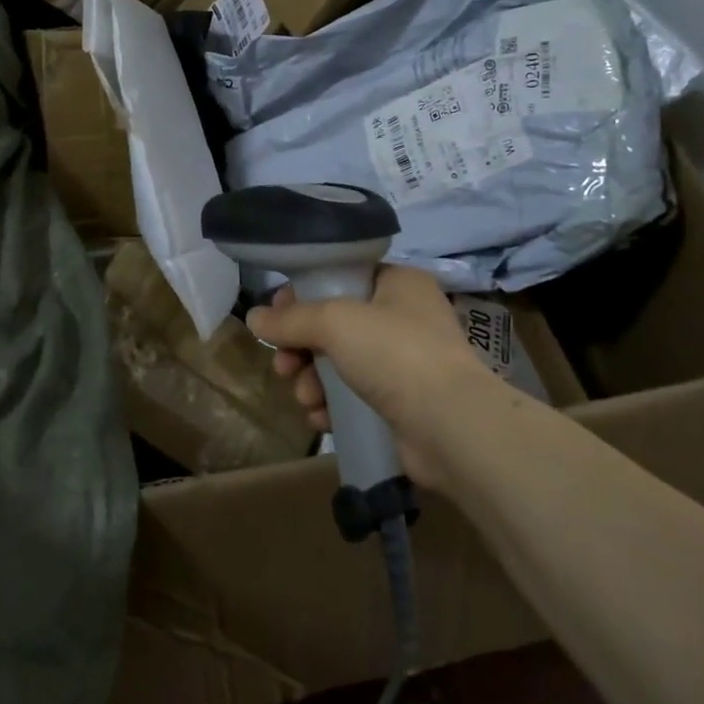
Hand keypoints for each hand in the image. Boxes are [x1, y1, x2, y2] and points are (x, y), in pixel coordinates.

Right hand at [246, 264, 496, 490]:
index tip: (275, 316)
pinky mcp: (400, 403)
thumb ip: (290, 319)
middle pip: (333, 324)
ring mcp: (404, 363)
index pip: (340, 277)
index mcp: (398, 283)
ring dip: (312, 380)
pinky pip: (352, 396)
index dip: (303, 295)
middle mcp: (403, 318)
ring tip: (306, 397)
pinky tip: (320, 417)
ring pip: (338, 363)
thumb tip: (253, 318)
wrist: (450, 426)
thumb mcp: (335, 322)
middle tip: (284, 365)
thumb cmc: (395, 353)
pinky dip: (332, 405)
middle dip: (301, 347)